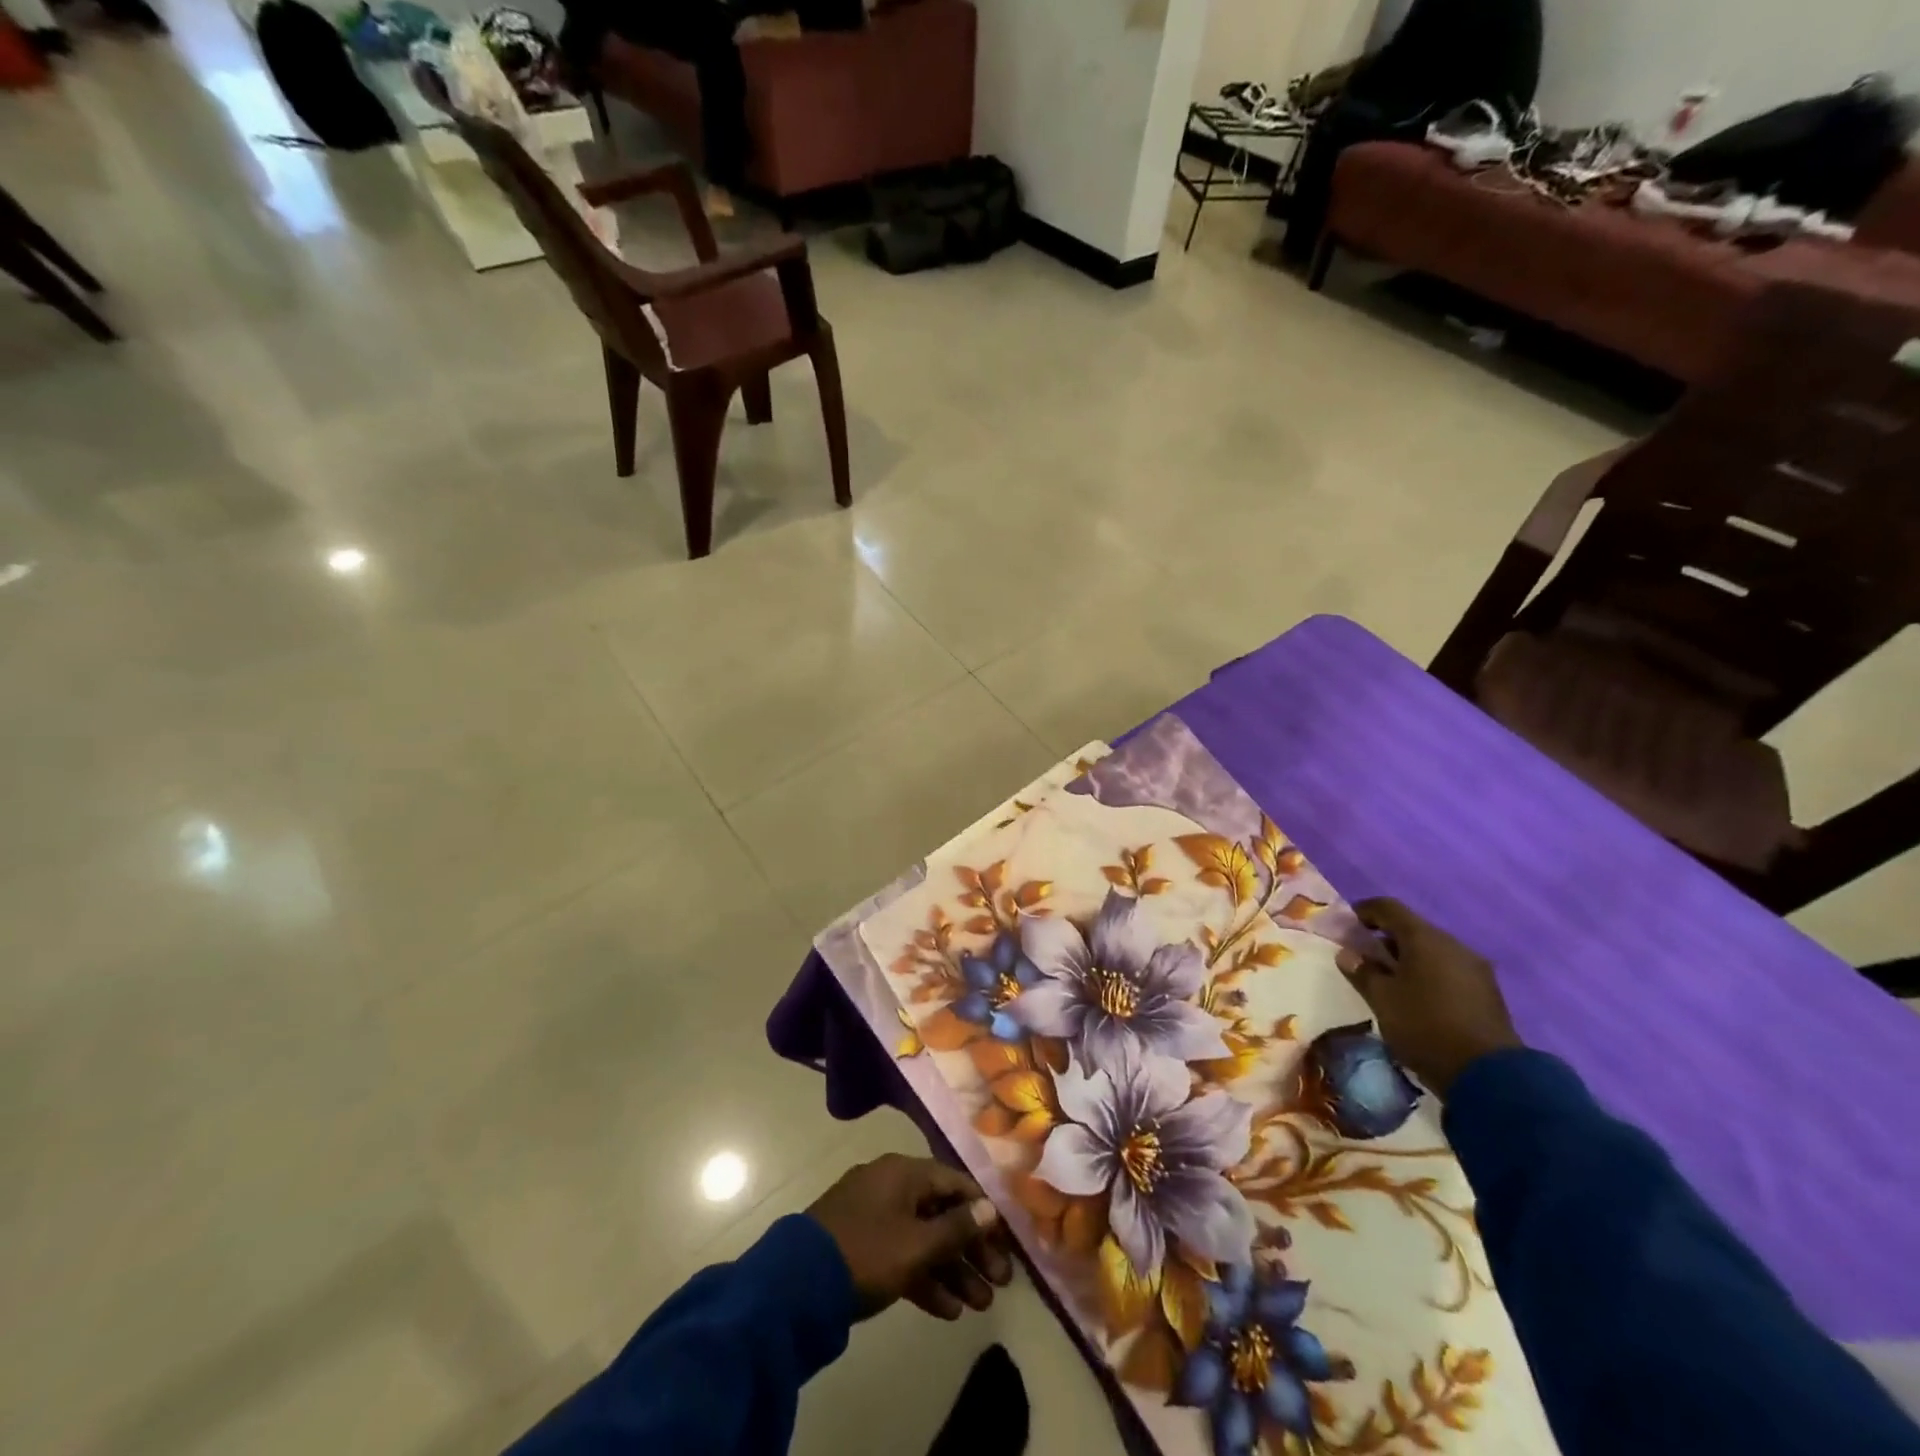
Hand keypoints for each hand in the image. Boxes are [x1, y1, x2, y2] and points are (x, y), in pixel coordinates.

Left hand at [807, 1154, 1014, 1320]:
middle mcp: (891, 1187)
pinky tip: (947, 1310)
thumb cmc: (867, 1252)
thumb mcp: (917, 1244)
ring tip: (980, 1305)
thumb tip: (989, 1208)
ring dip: (953, 1270)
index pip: (955, 1183)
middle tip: (1000, 1283)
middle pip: (941, 1213)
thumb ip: (956, 1227)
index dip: (983, 1212)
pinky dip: (924, 1277)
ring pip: (923, 1239)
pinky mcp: (861, 1247)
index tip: (1006, 1243)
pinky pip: (902, 1255)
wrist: (797, 1285)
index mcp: (903, 1172)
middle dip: (972, 1249)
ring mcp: (873, 1217)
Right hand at [1349, 898, 1523, 1096]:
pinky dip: (1428, 975)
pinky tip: (1417, 998)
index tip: (1347, 926)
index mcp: (1425, 938)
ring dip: (1407, 959)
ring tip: (1389, 982)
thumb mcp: (1382, 999)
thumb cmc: (1425, 1026)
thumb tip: (1348, 954)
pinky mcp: (1487, 993)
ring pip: (1432, 951)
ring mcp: (1475, 969)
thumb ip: (1362, 972)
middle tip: (1364, 958)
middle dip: (1385, 939)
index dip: (1364, 911)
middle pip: (1412, 929)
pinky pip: (1449, 971)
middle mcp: (1453, 945)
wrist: (1489, 1076)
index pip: (1388, 907)